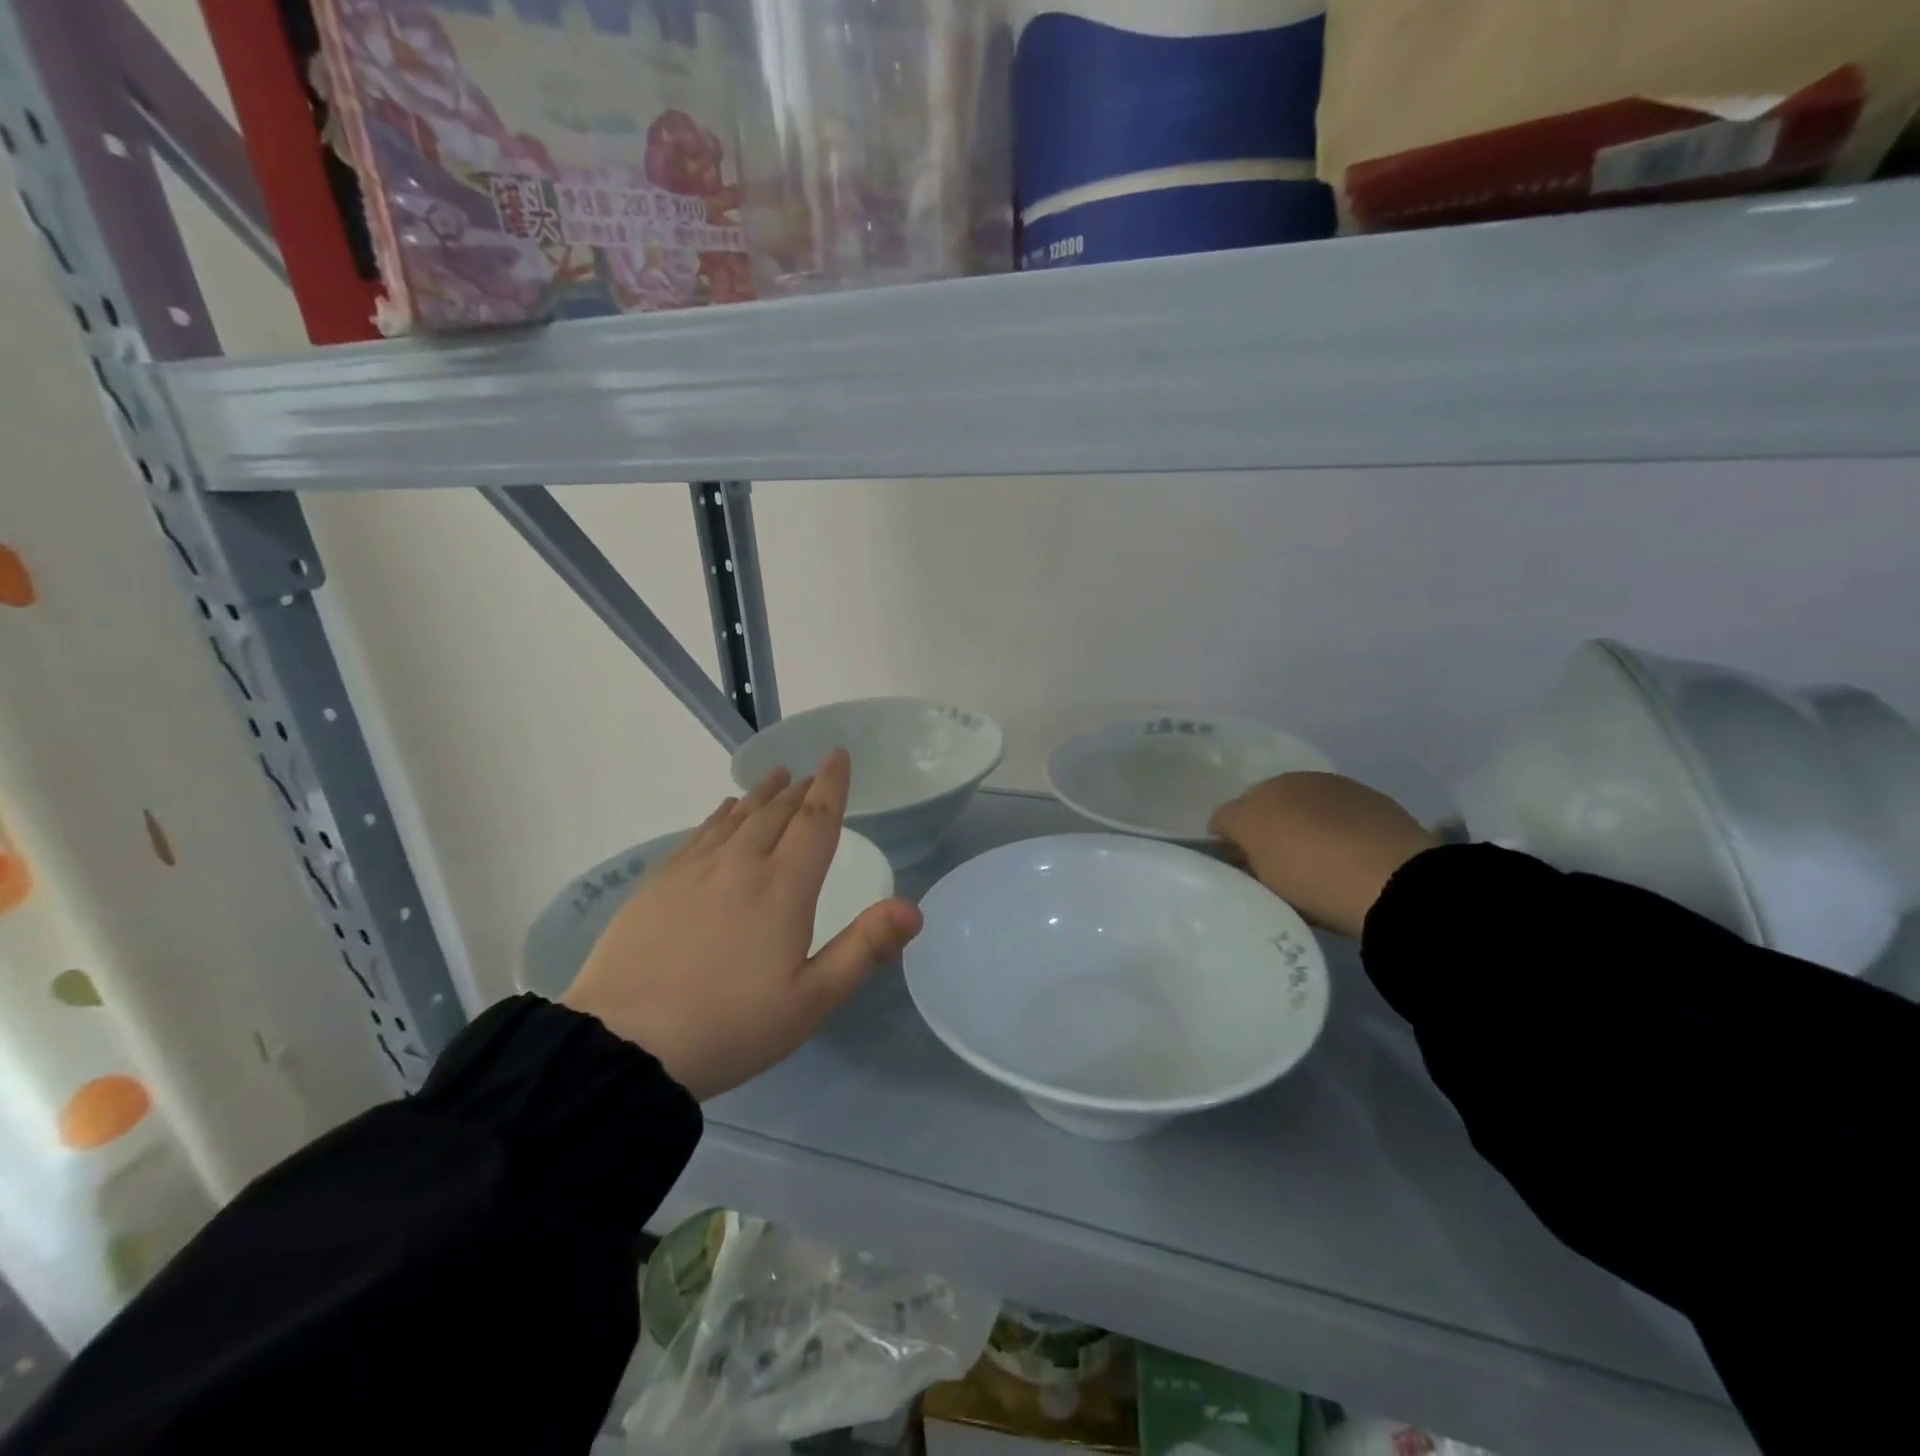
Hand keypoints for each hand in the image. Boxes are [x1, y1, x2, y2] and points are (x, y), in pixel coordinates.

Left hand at [563, 750, 922, 1099]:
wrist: (624, 1045)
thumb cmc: (730, 1026)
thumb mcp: (811, 1000)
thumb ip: (864, 949)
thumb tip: (913, 908)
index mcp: (783, 888)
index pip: (815, 821)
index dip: (831, 786)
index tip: (838, 755)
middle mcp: (740, 865)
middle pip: (775, 813)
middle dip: (798, 789)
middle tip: (809, 773)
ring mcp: (693, 871)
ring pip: (735, 817)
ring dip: (760, 795)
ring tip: (773, 778)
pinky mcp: (657, 884)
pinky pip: (697, 833)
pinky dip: (718, 815)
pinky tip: (721, 813)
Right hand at [1209, 772, 1438, 940]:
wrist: (1395, 881)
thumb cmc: (1309, 873)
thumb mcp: (1256, 869)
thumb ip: (1239, 849)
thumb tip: (1235, 838)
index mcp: (1262, 790)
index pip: (1231, 813)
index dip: (1230, 840)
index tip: (1236, 868)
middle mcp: (1299, 779)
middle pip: (1271, 807)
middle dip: (1268, 830)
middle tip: (1272, 868)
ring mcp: (1343, 791)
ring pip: (1309, 811)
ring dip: (1306, 830)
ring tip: (1314, 867)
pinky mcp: (1381, 807)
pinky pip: (1345, 823)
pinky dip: (1340, 836)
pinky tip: (1348, 862)